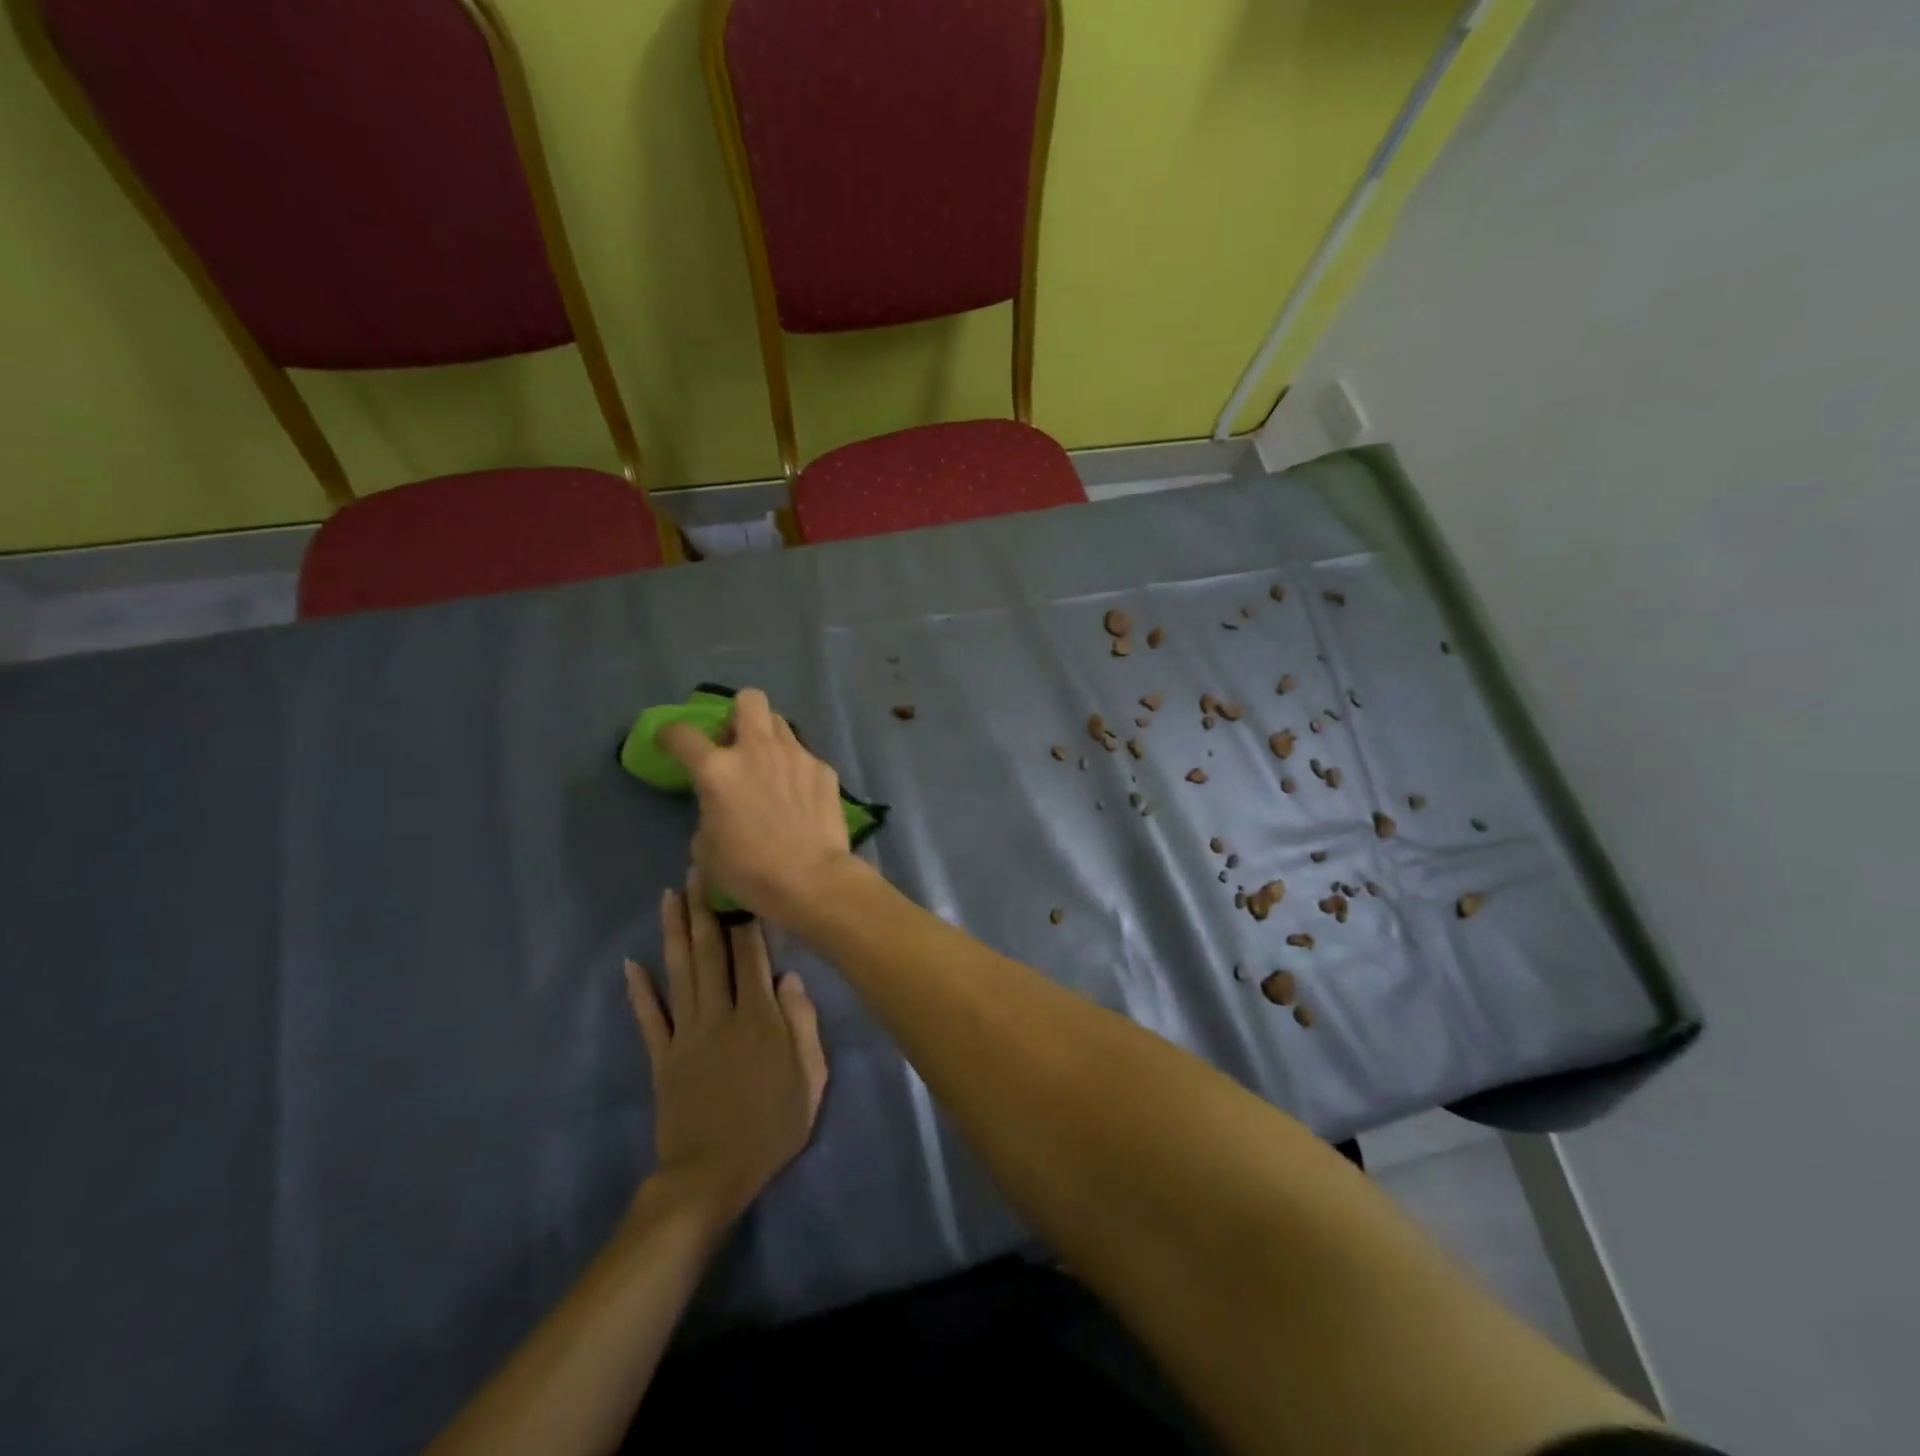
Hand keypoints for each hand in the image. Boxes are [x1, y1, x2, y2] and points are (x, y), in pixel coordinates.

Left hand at [623, 869, 828, 1222]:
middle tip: (698, 870)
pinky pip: (649, 1017)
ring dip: (674, 932)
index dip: (746, 917)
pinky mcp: (662, 1056)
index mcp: (759, 1017)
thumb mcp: (810, 1079)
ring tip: (669, 896)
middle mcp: (720, 1014)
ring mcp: (686, 1033)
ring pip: (679, 972)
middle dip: (705, 908)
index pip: (752, 955)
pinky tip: (630, 962)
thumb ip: (804, 1024)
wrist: (711, 1177)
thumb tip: (791, 977)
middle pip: (711, 953)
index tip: (740, 883)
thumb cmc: (771, 1127)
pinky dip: (638, 990)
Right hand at [657, 687, 855, 920]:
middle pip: (749, 700)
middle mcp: (757, 750)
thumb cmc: (750, 871)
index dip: (670, 733)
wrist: (812, 879)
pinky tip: (799, 796)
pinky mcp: (823, 769)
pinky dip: (796, 769)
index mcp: (718, 770)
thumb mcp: (706, 848)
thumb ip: (708, 812)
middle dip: (738, 713)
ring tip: (769, 767)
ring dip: (769, 738)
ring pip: (780, 724)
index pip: (682, 734)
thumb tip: (719, 806)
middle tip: (736, 742)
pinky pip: (804, 756)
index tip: (670, 740)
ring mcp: (796, 755)